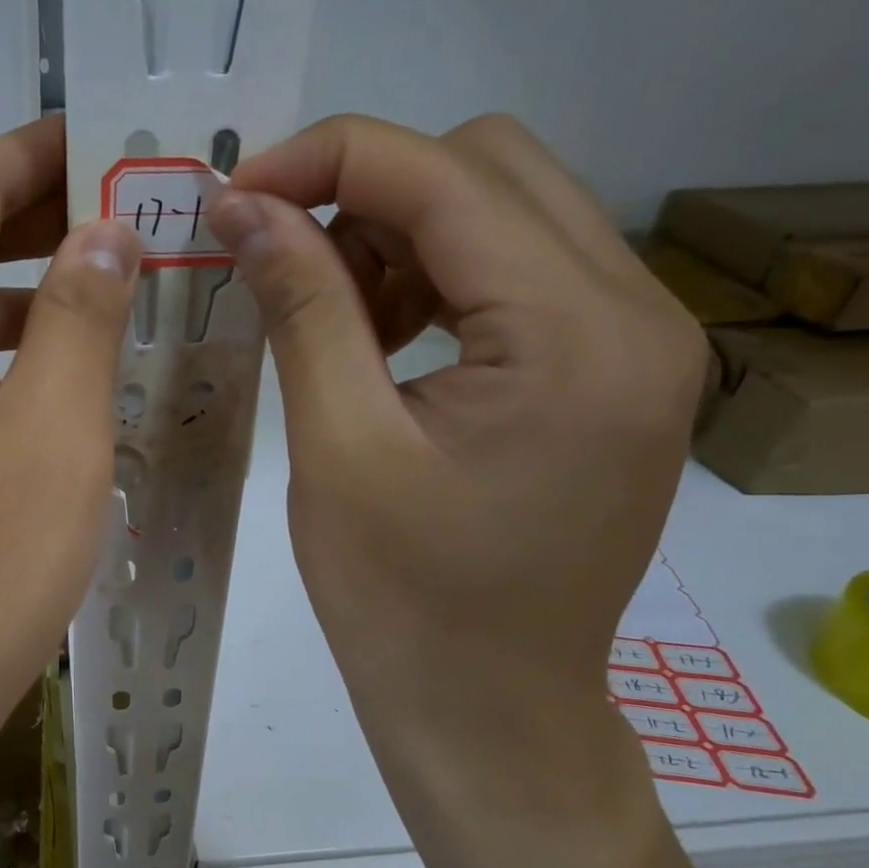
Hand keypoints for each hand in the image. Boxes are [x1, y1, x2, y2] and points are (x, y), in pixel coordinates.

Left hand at [0, 115, 140, 812]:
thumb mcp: (53, 433)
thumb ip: (78, 315)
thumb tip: (97, 232)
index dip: (45, 148)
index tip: (120, 139)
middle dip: (45, 216)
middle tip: (141, 217)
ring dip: (27, 293)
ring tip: (116, 299)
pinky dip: (1, 357)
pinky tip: (56, 392)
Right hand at [211, 114, 708, 851]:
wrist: (488, 707)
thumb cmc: (402, 599)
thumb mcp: (337, 448)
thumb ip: (302, 308)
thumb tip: (245, 208)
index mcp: (576, 335)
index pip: (445, 175)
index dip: (326, 160)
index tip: (233, 195)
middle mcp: (635, 312)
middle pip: (489, 168)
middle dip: (365, 192)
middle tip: (279, 258)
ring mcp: (634, 339)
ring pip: (502, 211)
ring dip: (397, 237)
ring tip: (330, 315)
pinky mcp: (608, 369)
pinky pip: (514, 272)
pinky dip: (432, 279)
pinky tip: (379, 341)